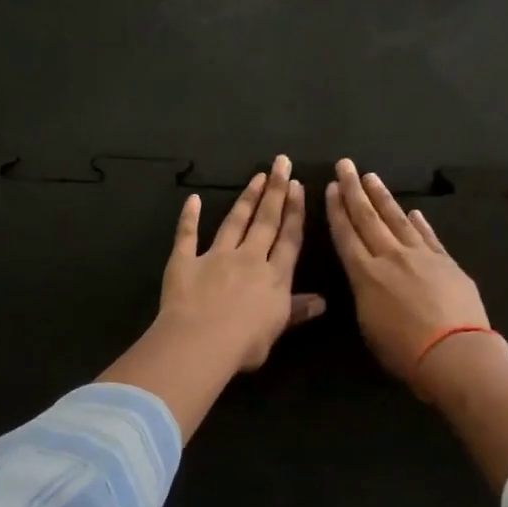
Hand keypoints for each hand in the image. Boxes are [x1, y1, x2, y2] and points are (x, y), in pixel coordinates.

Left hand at [160, 155, 324, 371]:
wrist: (201, 342)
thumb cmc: (245, 344)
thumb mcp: (277, 329)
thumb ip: (296, 311)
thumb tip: (322, 301)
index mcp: (274, 276)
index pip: (289, 238)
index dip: (295, 211)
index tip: (298, 186)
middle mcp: (249, 258)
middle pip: (266, 220)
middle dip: (275, 190)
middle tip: (281, 162)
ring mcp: (216, 256)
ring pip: (234, 221)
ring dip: (246, 198)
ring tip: (257, 176)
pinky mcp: (185, 261)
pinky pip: (187, 235)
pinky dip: (189, 217)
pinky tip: (192, 199)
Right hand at [324, 159, 489, 386]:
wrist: (454, 353)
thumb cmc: (404, 351)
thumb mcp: (369, 325)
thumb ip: (365, 295)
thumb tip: (368, 279)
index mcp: (365, 274)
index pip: (346, 234)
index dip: (337, 210)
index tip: (332, 187)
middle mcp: (391, 256)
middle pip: (368, 217)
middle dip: (354, 190)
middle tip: (346, 165)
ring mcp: (421, 256)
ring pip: (398, 219)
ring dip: (383, 197)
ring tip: (372, 177)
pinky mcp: (446, 262)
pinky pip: (429, 236)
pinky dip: (420, 223)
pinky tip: (414, 211)